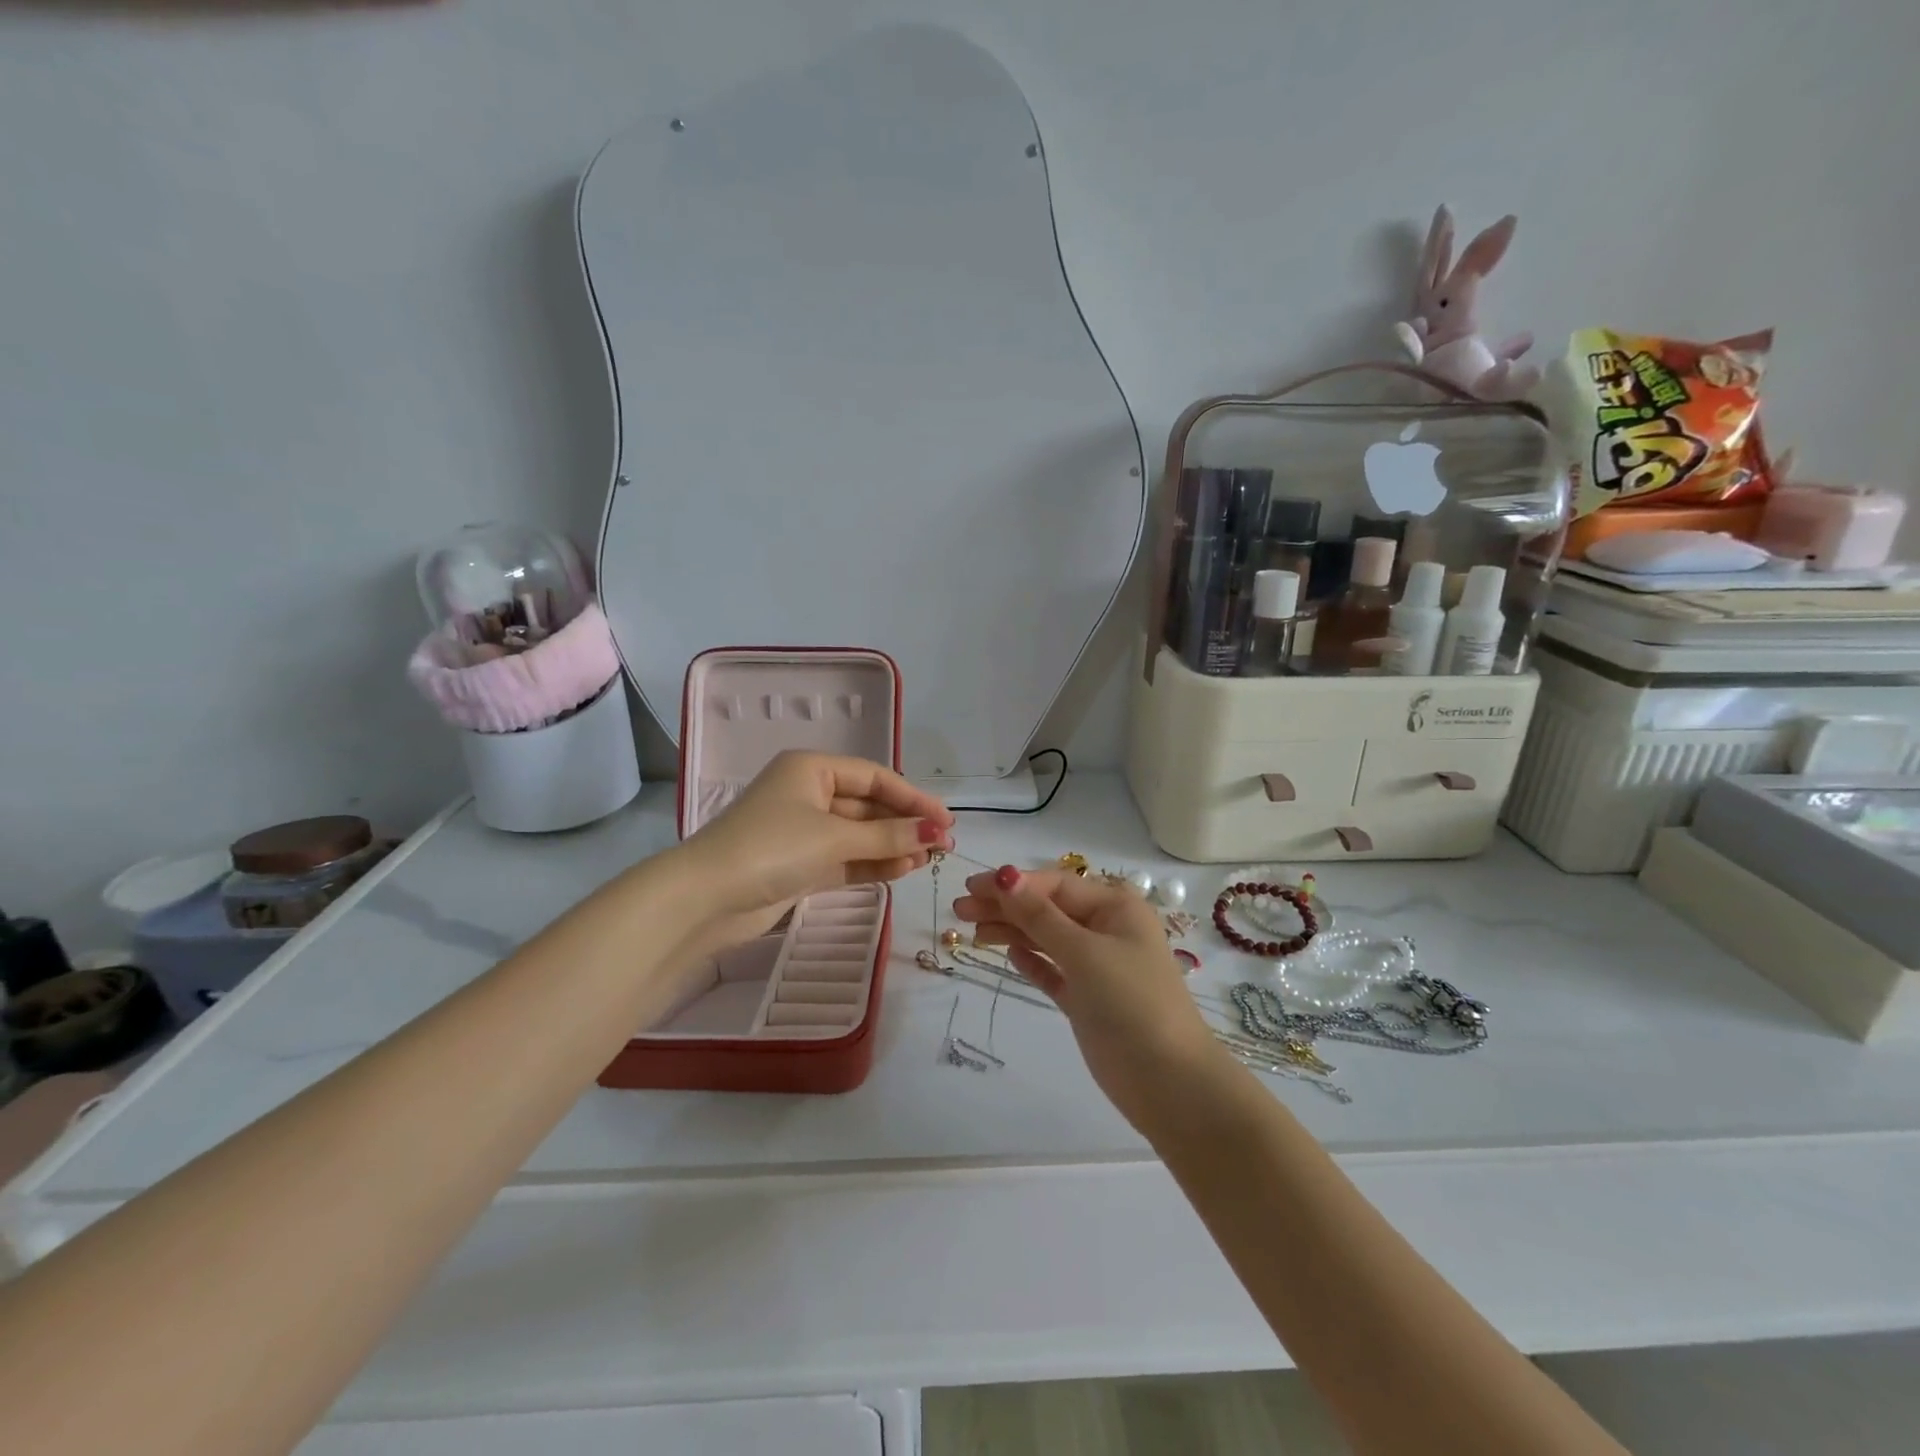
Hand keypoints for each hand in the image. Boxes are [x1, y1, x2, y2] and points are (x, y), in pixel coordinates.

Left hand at [674, 751, 952, 943]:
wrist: (704, 899)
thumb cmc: (771, 848)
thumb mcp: (834, 837)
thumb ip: (888, 836)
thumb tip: (936, 832)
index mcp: (812, 769)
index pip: (875, 776)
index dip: (913, 797)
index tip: (946, 820)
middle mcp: (808, 794)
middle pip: (868, 806)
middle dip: (904, 825)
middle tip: (944, 845)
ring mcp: (802, 832)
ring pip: (859, 835)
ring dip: (893, 846)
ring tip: (929, 860)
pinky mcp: (799, 865)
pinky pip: (846, 858)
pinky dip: (872, 864)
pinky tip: (903, 870)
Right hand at [952, 866, 1221, 1128]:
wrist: (1168, 1081)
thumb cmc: (1130, 1002)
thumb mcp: (1083, 952)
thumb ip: (1040, 916)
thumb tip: (1003, 876)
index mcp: (1115, 908)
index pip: (1056, 885)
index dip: (1013, 884)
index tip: (972, 888)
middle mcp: (1107, 930)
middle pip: (1048, 910)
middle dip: (1006, 907)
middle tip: (959, 910)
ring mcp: (1098, 966)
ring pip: (1047, 939)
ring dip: (1012, 932)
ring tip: (972, 932)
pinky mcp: (1088, 999)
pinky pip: (1054, 970)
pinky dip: (1032, 961)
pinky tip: (1009, 955)